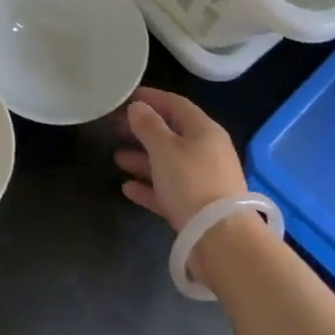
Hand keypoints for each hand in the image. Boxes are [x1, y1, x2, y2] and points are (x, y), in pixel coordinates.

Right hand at [114, 86, 248, 231]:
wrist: (220, 237)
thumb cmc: (191, 182)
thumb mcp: (165, 149)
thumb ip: (148, 126)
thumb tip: (137, 107)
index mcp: (204, 131)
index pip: (176, 105)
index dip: (152, 98)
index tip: (127, 96)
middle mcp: (206, 151)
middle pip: (171, 134)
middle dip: (143, 130)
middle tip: (115, 128)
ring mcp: (203, 180)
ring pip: (168, 163)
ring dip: (142, 159)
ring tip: (116, 157)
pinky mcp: (196, 207)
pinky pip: (168, 190)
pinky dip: (148, 187)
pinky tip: (127, 187)